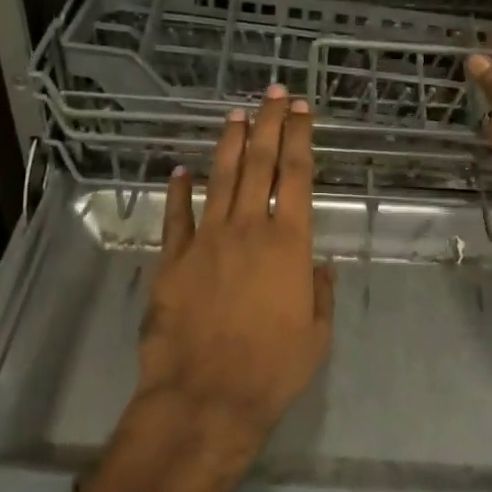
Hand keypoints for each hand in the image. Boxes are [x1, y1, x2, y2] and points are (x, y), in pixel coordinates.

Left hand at [136, 85, 334, 450]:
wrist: (205, 398)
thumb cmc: (271, 370)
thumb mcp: (316, 336)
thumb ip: (318, 293)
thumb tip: (317, 265)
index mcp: (287, 244)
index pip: (295, 176)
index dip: (300, 137)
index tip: (302, 110)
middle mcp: (247, 230)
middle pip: (260, 163)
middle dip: (269, 123)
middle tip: (274, 93)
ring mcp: (206, 241)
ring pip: (220, 178)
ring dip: (230, 144)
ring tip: (237, 114)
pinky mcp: (173, 260)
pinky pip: (176, 217)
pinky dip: (178, 191)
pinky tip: (181, 170)